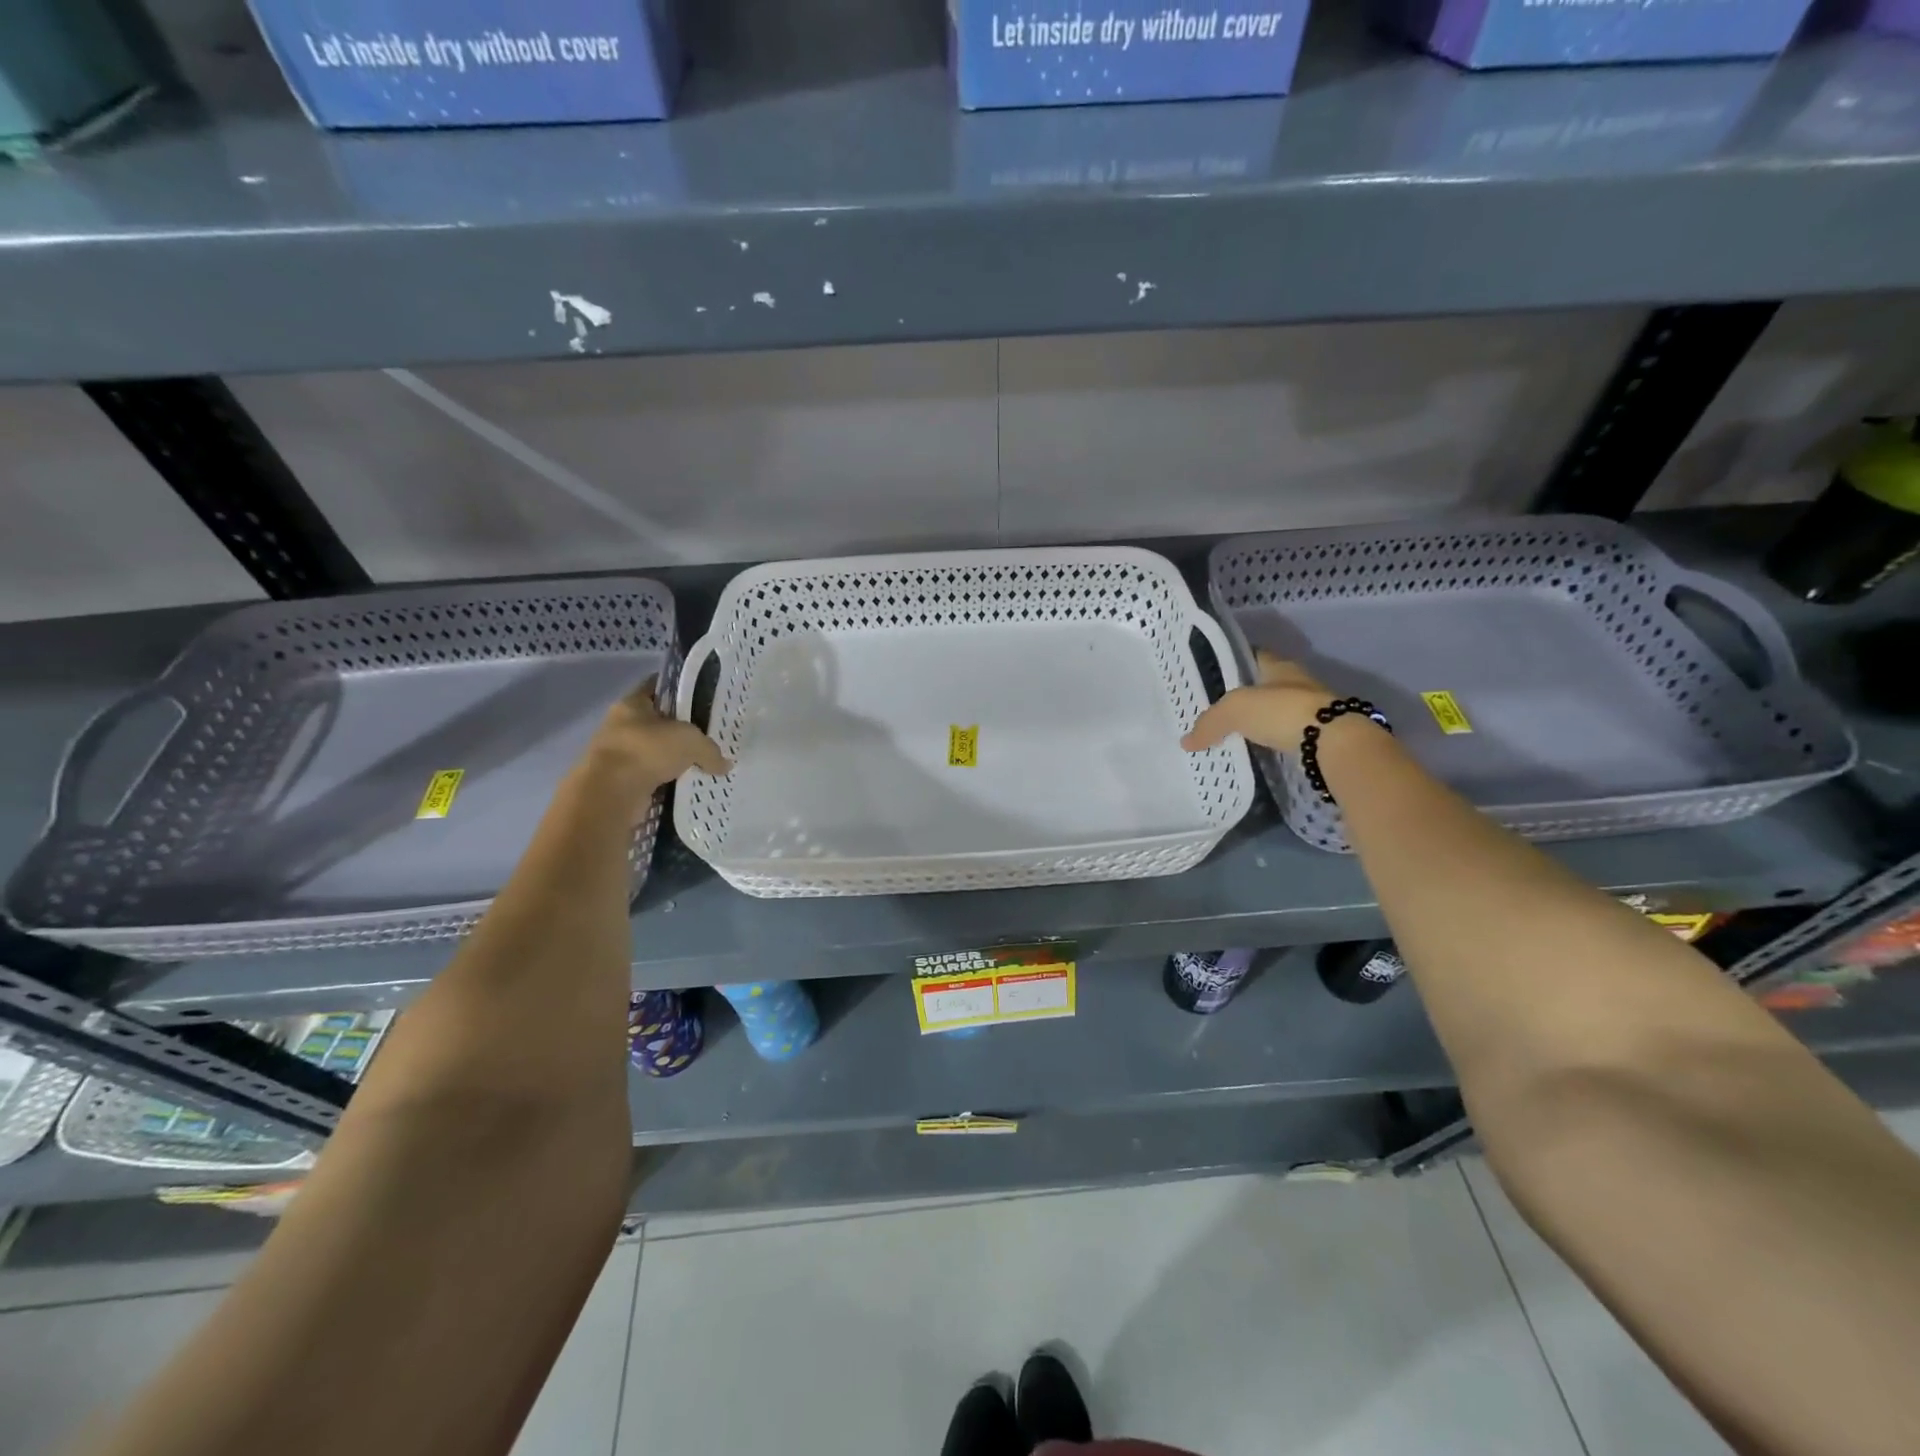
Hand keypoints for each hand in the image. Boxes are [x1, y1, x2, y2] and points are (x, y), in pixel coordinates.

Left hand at [580, 677, 730, 802]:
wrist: (611, 793)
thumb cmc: (647, 750)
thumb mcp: (691, 741)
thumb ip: (710, 750)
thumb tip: (725, 765)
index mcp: (632, 704)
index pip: (657, 687)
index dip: (679, 690)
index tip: (701, 699)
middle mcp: (620, 726)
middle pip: (656, 723)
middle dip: (680, 731)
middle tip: (708, 738)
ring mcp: (616, 756)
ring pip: (653, 753)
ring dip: (673, 760)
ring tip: (701, 766)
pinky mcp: (618, 783)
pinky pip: (650, 779)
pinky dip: (666, 783)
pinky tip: (686, 787)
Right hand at [1182, 651, 1334, 752]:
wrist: (1331, 742)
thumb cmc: (1281, 711)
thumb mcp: (1235, 711)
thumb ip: (1210, 723)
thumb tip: (1186, 741)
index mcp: (1278, 665)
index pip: (1253, 655)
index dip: (1234, 662)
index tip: (1215, 674)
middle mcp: (1297, 681)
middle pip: (1265, 684)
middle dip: (1246, 695)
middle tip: (1218, 708)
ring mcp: (1311, 708)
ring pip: (1277, 709)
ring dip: (1261, 719)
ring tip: (1234, 731)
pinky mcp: (1318, 734)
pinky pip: (1287, 733)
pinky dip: (1272, 739)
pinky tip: (1257, 748)